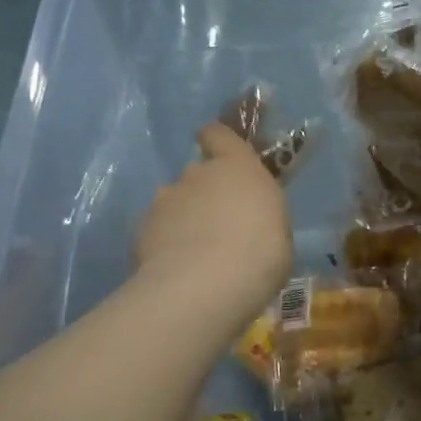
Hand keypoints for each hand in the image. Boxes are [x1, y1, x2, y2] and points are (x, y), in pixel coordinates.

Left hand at [137, 123, 292, 319]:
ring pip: (174, 203)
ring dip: (183, 219)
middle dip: (205, 193)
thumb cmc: (260, 254)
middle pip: (197, 174)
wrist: (205, 286)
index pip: (219, 134)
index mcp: (237, 167)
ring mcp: (165, 200)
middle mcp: (197, 174)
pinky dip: (165, 244)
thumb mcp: (279, 232)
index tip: (219, 152)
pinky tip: (177, 270)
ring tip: (195, 253)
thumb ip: (258, 216)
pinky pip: (157, 230)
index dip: (217, 141)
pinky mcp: (141, 229)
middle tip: (219, 225)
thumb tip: (248, 221)